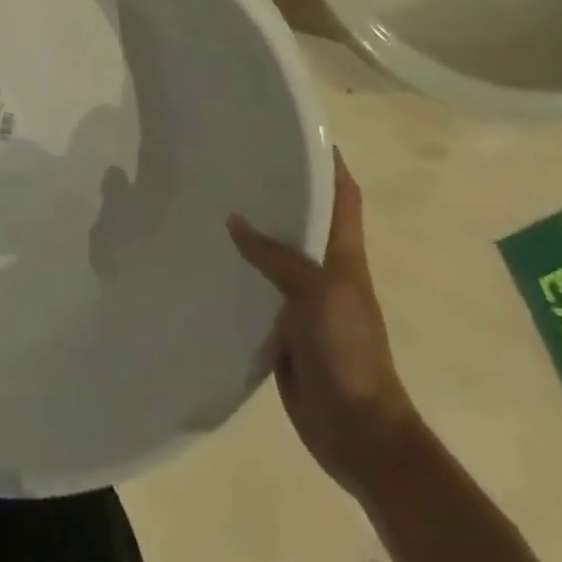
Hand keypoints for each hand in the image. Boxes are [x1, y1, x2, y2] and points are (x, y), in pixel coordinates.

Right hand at [228, 150, 418, 499]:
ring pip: (272, 251)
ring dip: (250, 228)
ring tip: (207, 197)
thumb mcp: (320, 293)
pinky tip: (204, 255)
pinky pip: (253, 286)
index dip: (328, 162)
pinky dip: (234, 268)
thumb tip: (234, 220)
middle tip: (231, 158)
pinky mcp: (278, 325)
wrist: (357, 431)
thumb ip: (277, 256)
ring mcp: (300, 299)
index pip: (341, 196)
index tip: (296, 130)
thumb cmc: (349, 352)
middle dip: (275, 188)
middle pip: (301, 218)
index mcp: (343, 256)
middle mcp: (322, 270)